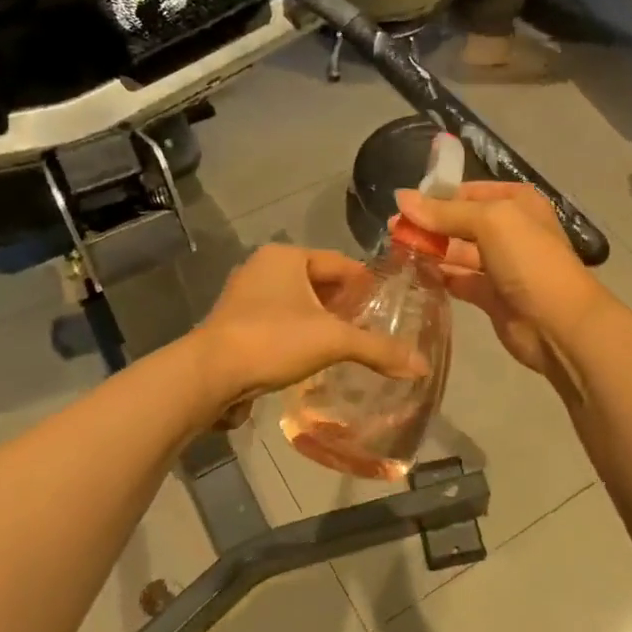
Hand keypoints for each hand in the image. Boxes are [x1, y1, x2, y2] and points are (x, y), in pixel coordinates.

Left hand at [195, 244, 427, 425]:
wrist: (209, 375)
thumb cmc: (273, 340)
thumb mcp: (332, 341)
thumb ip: (378, 349)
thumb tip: (423, 366)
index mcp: (286, 257)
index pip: (340, 262)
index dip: (366, 283)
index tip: (389, 305)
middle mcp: (263, 268)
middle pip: (318, 282)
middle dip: (345, 304)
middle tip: (373, 327)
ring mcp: (245, 296)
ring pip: (298, 303)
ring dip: (322, 321)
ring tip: (349, 344)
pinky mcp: (235, 324)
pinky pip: (280, 322)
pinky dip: (300, 334)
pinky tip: (315, 357)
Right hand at [395, 183, 608, 375]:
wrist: (558, 323)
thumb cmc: (529, 260)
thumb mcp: (489, 221)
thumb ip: (444, 211)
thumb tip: (401, 198)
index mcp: (516, 203)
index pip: (467, 192)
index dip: (436, 197)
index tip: (402, 206)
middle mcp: (509, 230)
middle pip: (460, 222)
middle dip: (428, 225)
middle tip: (391, 231)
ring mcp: (501, 264)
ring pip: (457, 252)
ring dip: (429, 251)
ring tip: (394, 251)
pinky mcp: (491, 295)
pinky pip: (458, 280)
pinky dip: (438, 277)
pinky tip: (412, 275)